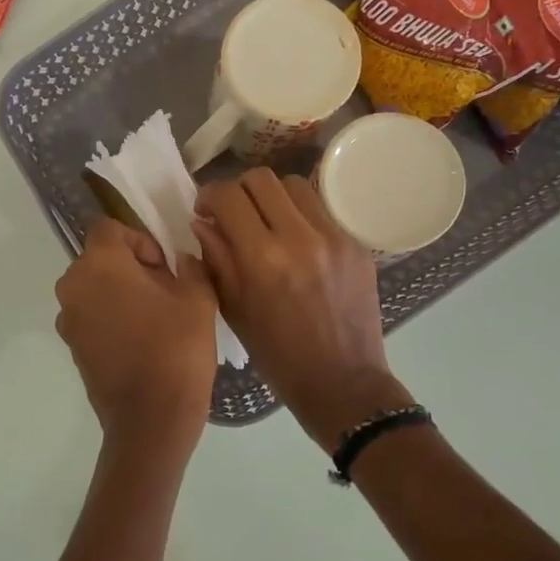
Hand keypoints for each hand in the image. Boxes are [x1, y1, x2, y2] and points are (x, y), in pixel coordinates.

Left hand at [55, 218, 217, 446]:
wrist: (150, 420)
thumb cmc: (175, 350)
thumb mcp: (198, 299)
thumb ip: (191, 267)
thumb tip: (182, 261)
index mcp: (99, 265)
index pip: (110, 228)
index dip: (140, 240)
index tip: (165, 267)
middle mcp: (73, 287)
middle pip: (100, 259)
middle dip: (132, 267)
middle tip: (167, 292)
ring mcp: (68, 320)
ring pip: (95, 289)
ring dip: (121, 293)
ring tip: (156, 319)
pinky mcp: (72, 347)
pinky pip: (91, 317)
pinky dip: (112, 318)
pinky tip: (142, 341)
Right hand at [193, 169, 411, 445]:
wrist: (343, 381)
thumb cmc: (278, 355)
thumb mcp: (234, 310)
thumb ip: (216, 259)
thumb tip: (203, 221)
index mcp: (262, 258)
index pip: (229, 196)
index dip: (209, 195)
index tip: (205, 210)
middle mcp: (300, 237)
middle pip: (262, 178)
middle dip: (239, 190)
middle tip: (234, 213)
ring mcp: (334, 237)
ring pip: (295, 185)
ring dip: (273, 197)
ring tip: (267, 222)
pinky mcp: (357, 243)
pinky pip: (322, 209)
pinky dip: (301, 215)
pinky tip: (297, 241)